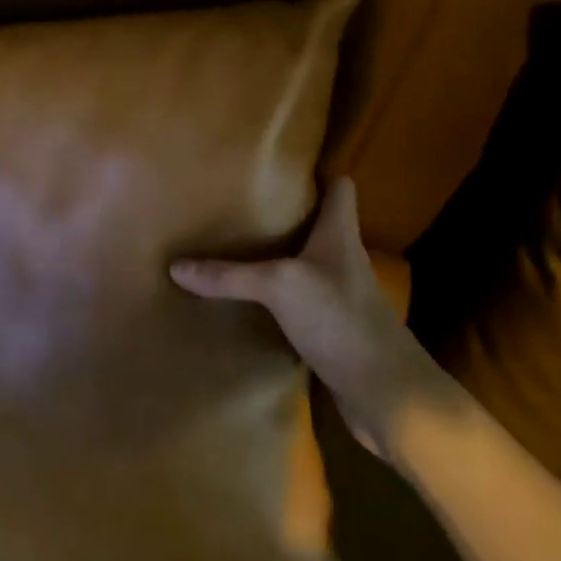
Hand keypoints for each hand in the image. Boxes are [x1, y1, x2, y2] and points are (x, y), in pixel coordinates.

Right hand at [171, 177, 440, 454]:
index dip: (320, 173)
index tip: (285, 165)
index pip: (341, 189)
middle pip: (318, 224)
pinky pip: (297, 303)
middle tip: (242, 202)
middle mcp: (342, 260)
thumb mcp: (280, 287)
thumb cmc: (341, 320)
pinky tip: (247, 299)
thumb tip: (175, 266)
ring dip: (278, 256)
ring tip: (236, 245)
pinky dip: (275, 298)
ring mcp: (338, 297)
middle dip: (285, 213)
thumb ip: (229, 276)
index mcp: (340, 235)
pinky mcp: (330, 331)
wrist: (385, 395)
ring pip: (305, 264)